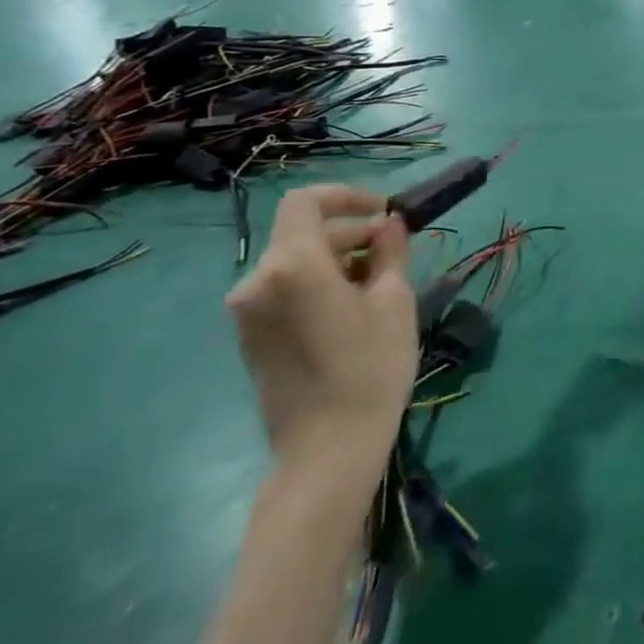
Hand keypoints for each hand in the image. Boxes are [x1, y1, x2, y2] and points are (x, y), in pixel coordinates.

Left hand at [226, 186, 415, 470]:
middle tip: (396, 250)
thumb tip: (389, 224)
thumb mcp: (394, 301)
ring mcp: (248, 312)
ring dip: (336, 258)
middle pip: (302, 233)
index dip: (346, 196)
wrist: (327, 448)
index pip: (305, 203)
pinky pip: (285, 289)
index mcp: (292, 265)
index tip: (384, 211)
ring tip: (380, 281)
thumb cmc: (369, 367)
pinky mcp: (250, 336)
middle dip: (350, 232)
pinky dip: (318, 282)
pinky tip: (352, 306)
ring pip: (295, 262)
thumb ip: (389, 252)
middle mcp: (258, 281)